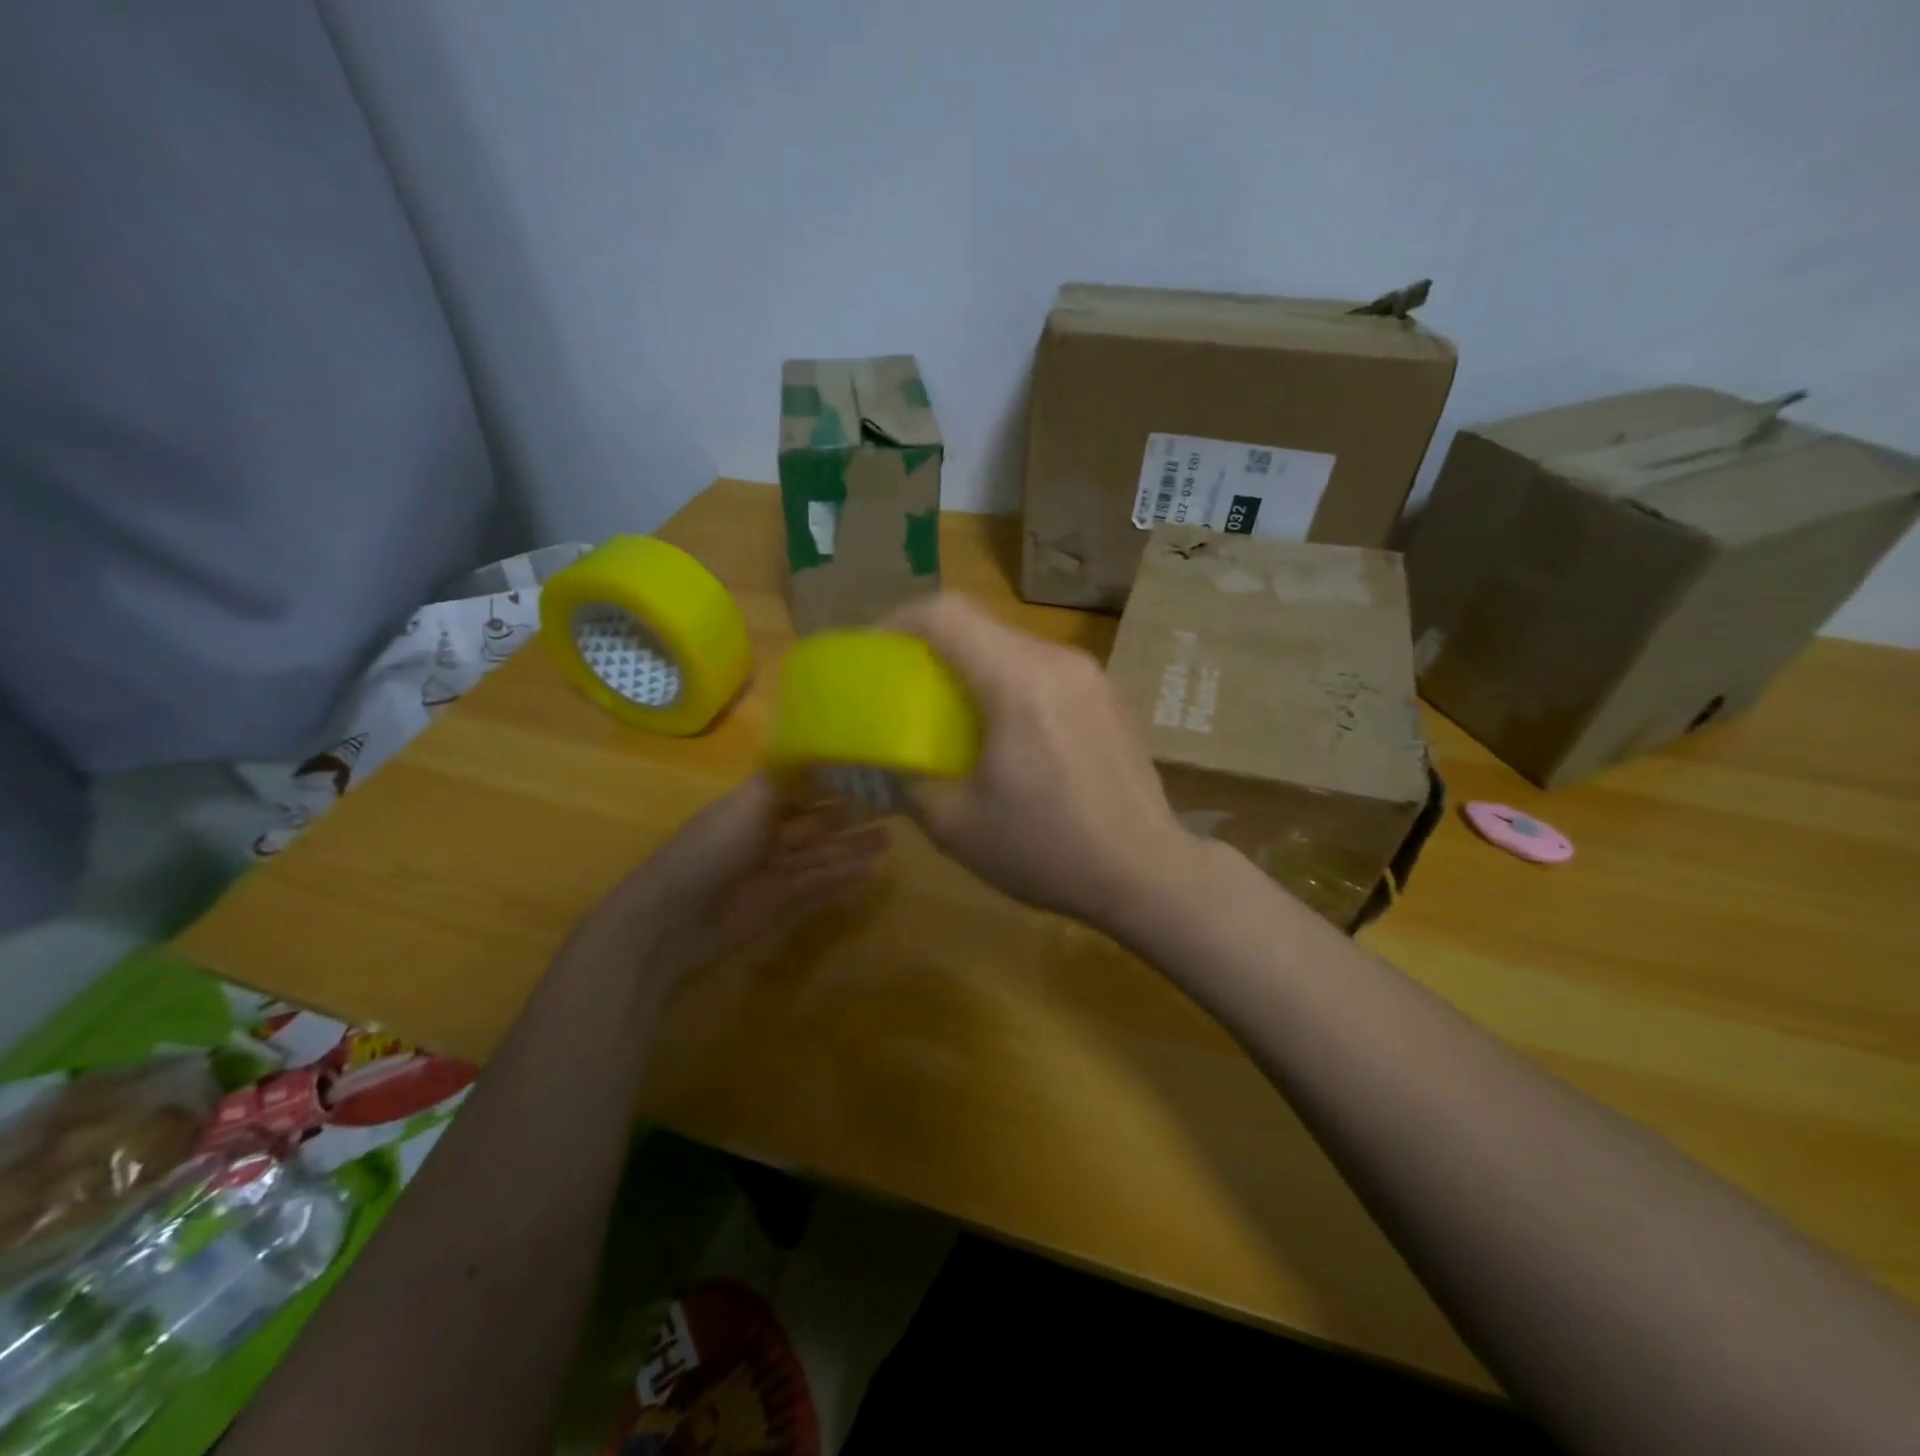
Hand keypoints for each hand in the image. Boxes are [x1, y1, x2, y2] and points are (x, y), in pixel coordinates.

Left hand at [574, 775, 888, 991]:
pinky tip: (870, 874)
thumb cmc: (711, 850)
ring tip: (890, 841)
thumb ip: (784, 778)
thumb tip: (814, 747)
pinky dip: (842, 882)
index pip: (803, 789)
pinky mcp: (780, 906)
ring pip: (823, 857)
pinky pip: (818, 890)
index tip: (870, 771)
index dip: (834, 782)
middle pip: (818, 824)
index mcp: (757, 807)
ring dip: (853, 849)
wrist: (672, 918)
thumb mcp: (749, 802)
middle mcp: (768, 837)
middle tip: (894, 808)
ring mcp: (775, 874)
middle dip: (851, 816)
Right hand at [886, 594, 1197, 930]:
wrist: (1149, 874)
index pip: (946, 614)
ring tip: (956, 716)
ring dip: (975, 668)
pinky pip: (1045, 672)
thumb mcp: (958, 827)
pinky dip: (1012, 685)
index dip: (899, 622)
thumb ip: (912, 783)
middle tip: (909, 690)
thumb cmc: (1049, 850)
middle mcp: (1058, 662)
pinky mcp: (1108, 697)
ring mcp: (1091, 676)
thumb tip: (894, 763)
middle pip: (981, 626)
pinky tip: (1010, 735)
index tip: (877, 653)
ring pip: (1014, 648)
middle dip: (934, 648)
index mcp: (1017, 681)